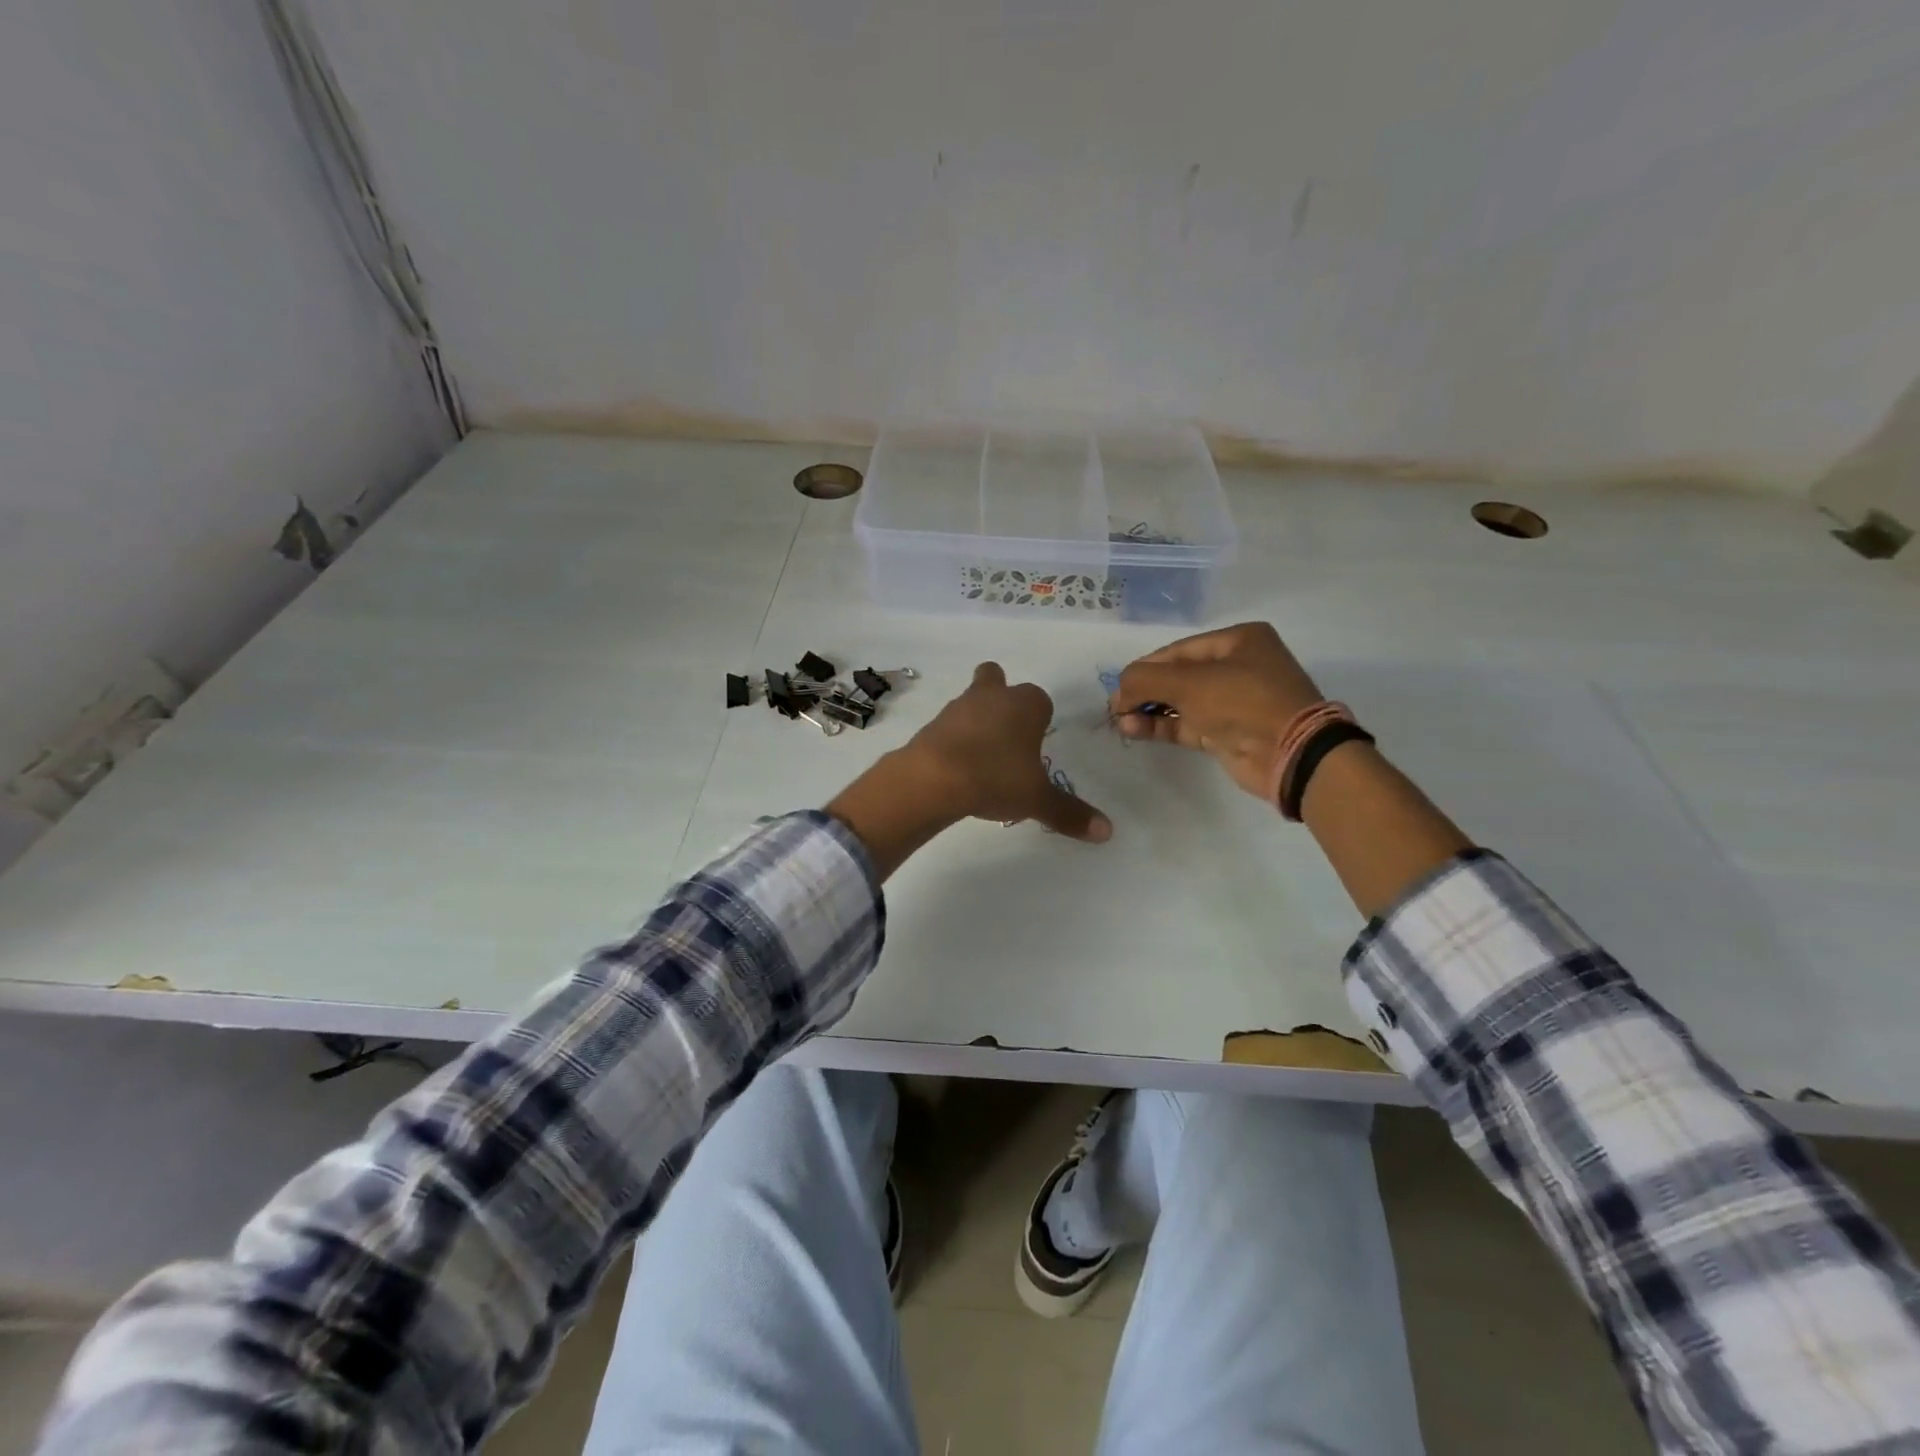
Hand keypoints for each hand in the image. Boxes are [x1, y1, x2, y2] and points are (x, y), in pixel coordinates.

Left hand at [906, 663, 1111, 837]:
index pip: (1041, 700)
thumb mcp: (1037, 800)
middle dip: (1001, 697)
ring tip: (981, 757)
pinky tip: (957, 766)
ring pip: (971, 700)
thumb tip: (1106, 832)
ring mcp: (958, 707)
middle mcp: (993, 696)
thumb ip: (1070, 813)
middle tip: (1006, 734)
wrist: (933, 779)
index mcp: (1026, 705)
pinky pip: (948, 725)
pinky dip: (953, 739)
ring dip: (976, 719)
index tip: (1037, 743)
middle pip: (997, 680)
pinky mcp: (931, 724)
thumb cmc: (996, 779)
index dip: (1040, 718)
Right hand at [1111, 622, 1324, 799]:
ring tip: (1121, 721)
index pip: (1178, 650)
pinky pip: (1186, 724)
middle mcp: (1237, 667)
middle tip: (1117, 706)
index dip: (1145, 667)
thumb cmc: (1242, 702)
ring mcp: (1233, 702)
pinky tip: (1135, 729)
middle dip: (1145, 690)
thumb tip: (1119, 689)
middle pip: (1178, 675)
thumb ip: (1146, 679)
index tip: (1118, 685)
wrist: (1290, 754)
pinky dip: (1161, 726)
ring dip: (1149, 711)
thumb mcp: (1189, 683)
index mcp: (1238, 641)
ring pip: (1180, 701)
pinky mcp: (1227, 732)